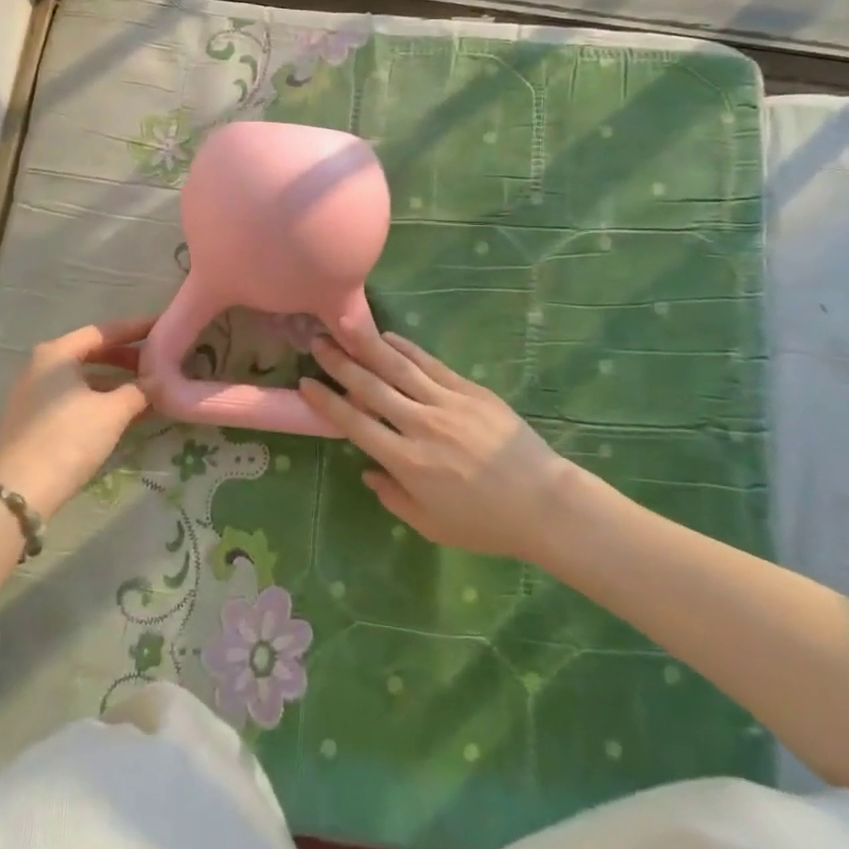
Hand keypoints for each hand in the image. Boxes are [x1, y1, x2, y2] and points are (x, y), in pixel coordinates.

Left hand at [0, 318, 153, 519]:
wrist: (20, 493)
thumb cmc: (69, 439)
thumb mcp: (112, 412)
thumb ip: (139, 390)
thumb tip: (157, 381)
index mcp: (57, 354)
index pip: (103, 332)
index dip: (135, 330)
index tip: (162, 328)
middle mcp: (41, 367)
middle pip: (91, 354)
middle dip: (126, 358)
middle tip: (157, 363)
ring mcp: (34, 395)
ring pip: (83, 380)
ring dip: (115, 384)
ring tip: (147, 392)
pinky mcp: (33, 422)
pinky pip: (74, 400)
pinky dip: (99, 402)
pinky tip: (124, 415)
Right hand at [300, 322, 589, 561]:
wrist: (544, 503)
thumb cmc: (485, 524)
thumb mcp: (431, 525)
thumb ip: (393, 497)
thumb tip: (367, 471)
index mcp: (406, 462)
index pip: (355, 424)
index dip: (327, 402)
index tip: (305, 383)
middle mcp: (420, 425)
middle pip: (370, 386)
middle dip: (339, 363)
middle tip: (315, 341)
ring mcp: (446, 403)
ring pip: (398, 367)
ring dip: (366, 344)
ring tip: (342, 323)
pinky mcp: (470, 390)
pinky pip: (430, 364)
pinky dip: (406, 348)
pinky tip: (387, 336)